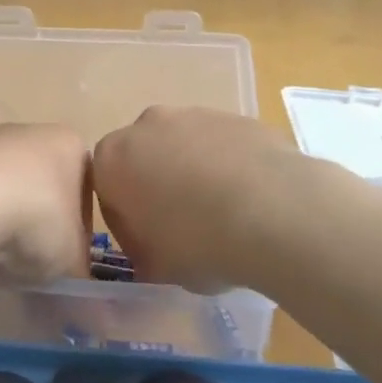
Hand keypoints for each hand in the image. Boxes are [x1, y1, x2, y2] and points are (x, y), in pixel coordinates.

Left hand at [0, 124, 91, 283]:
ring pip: (3, 185)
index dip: (80, 225)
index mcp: (70, 145)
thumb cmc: (35, 220)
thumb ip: (80, 270)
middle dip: (38, 217)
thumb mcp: (71, 259)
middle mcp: (30, 132)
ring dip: (2, 216)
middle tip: (31, 256)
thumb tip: (85, 290)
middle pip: (41, 182)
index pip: (86, 186)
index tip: (69, 254)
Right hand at [93, 107, 302, 292]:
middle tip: (184, 227)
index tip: (149, 245)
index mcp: (113, 159)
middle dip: (159, 186)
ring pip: (185, 147)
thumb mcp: (155, 268)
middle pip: (145, 158)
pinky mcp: (237, 116)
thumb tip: (152, 252)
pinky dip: (230, 167)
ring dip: (196, 174)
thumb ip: (143, 253)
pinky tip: (252, 201)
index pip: (107, 188)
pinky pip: (223, 146)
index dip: (127, 220)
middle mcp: (147, 125)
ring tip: (225, 215)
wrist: (274, 212)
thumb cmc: (197, 243)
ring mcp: (195, 114)